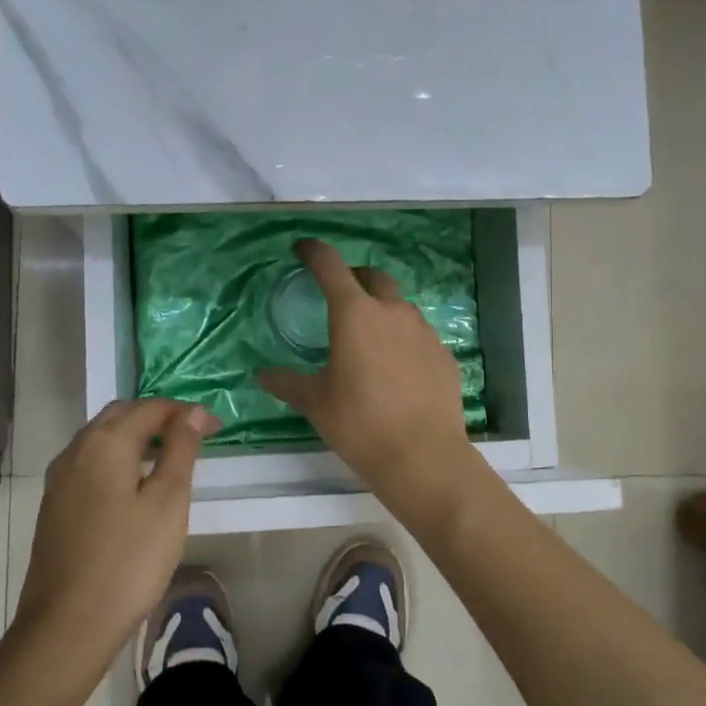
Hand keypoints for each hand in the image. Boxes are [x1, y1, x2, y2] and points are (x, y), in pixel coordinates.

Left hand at [15, 398, 218, 669]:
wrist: (67, 625)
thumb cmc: (129, 561)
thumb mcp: (168, 502)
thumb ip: (181, 450)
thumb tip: (194, 412)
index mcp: (105, 443)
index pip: (151, 408)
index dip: (186, 412)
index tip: (218, 429)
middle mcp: (76, 450)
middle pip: (120, 415)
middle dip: (158, 417)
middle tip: (194, 437)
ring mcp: (59, 479)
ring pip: (101, 438)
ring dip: (136, 436)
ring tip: (169, 458)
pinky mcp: (54, 504)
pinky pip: (89, 462)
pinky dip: (117, 458)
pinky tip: (134, 485)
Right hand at [258, 238, 477, 500]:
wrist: (423, 456)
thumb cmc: (360, 424)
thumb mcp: (315, 403)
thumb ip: (287, 383)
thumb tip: (261, 375)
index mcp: (355, 315)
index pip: (331, 266)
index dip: (313, 252)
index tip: (302, 248)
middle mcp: (393, 313)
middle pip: (373, 277)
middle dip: (354, 277)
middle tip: (339, 294)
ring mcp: (424, 332)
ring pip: (400, 307)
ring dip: (381, 310)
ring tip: (368, 338)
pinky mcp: (444, 355)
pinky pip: (419, 336)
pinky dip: (403, 340)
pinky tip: (397, 369)